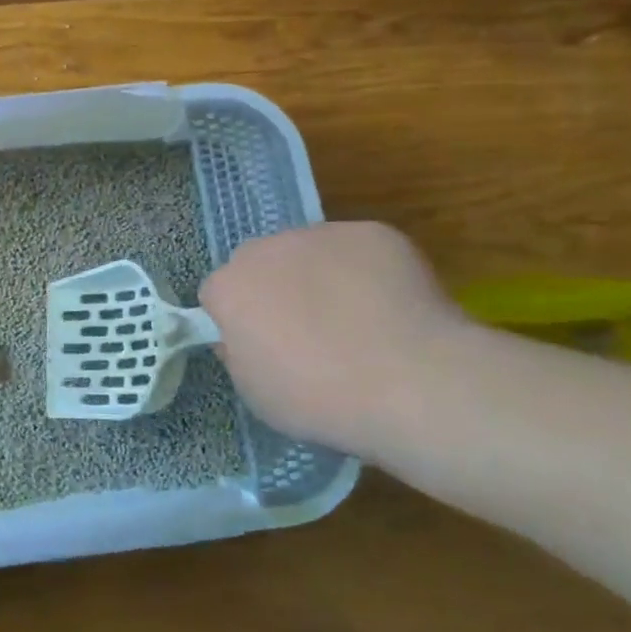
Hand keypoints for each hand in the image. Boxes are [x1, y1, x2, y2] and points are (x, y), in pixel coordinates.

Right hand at [199, 222, 468, 456]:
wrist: (411, 382)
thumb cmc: (320, 398)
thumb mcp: (255, 392)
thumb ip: (239, 353)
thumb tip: (246, 337)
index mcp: (230, 287)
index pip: (218, 295)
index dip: (239, 321)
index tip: (262, 348)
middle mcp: (267, 249)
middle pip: (261, 264)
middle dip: (275, 289)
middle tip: (308, 333)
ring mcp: (322, 235)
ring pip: (309, 252)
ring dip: (320, 276)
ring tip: (358, 322)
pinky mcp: (373, 233)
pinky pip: (358, 251)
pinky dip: (367, 273)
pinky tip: (390, 309)